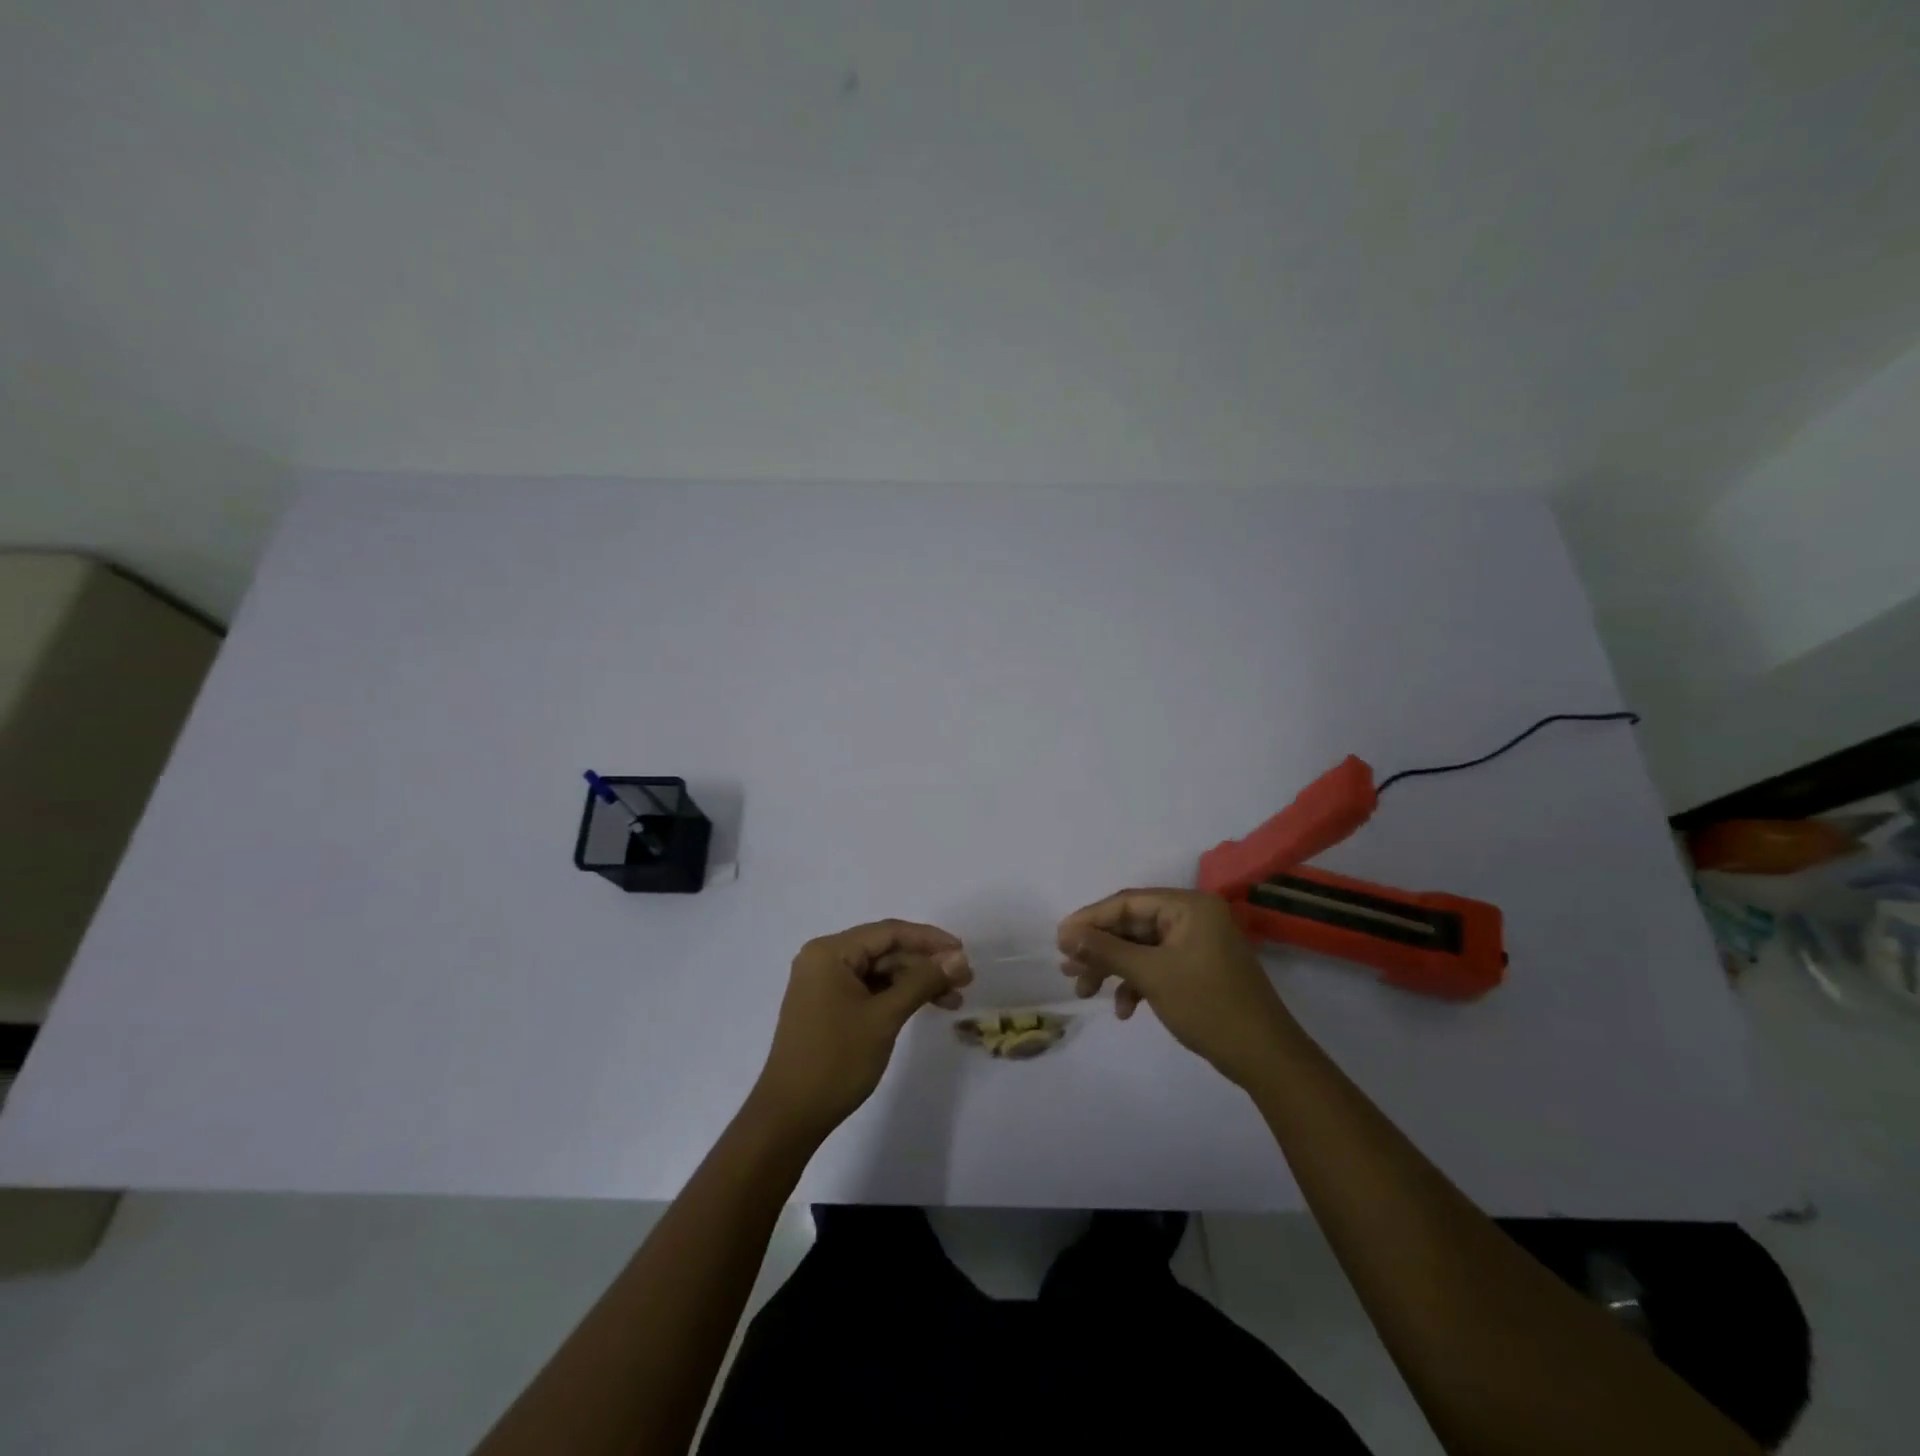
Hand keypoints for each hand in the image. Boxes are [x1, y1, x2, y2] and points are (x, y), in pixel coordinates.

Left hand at [749, 920, 971, 1142]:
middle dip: (925, 964)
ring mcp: (824, 984)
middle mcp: (824, 959)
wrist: (790, 1116)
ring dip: (916, 983)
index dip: (929, 939)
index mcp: (830, 952)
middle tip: (965, 981)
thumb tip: (958, 957)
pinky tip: (925, 1007)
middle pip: (885, 951)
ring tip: (954, 1000)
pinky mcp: (828, 1006)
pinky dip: (897, 997)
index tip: (963, 952)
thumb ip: (922, 982)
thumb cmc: (836, 1060)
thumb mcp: (885, 1017)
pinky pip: (869, 990)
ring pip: (880, 972)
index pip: (888, 932)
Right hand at [1058, 889, 1293, 1086]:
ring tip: (1084, 991)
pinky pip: (1158, 966)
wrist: (1264, 1057)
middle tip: (1067, 969)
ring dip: (1113, 969)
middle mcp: (1193, 917)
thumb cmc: (1207, 1005)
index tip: (1059, 939)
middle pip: (1132, 926)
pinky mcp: (1198, 970)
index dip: (1089, 919)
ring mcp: (1197, 945)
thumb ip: (1106, 950)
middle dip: (1099, 949)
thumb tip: (1067, 933)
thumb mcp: (1151, 975)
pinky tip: (1124, 1010)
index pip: (1127, 902)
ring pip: (1141, 949)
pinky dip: (1137, 984)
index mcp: (1188, 906)